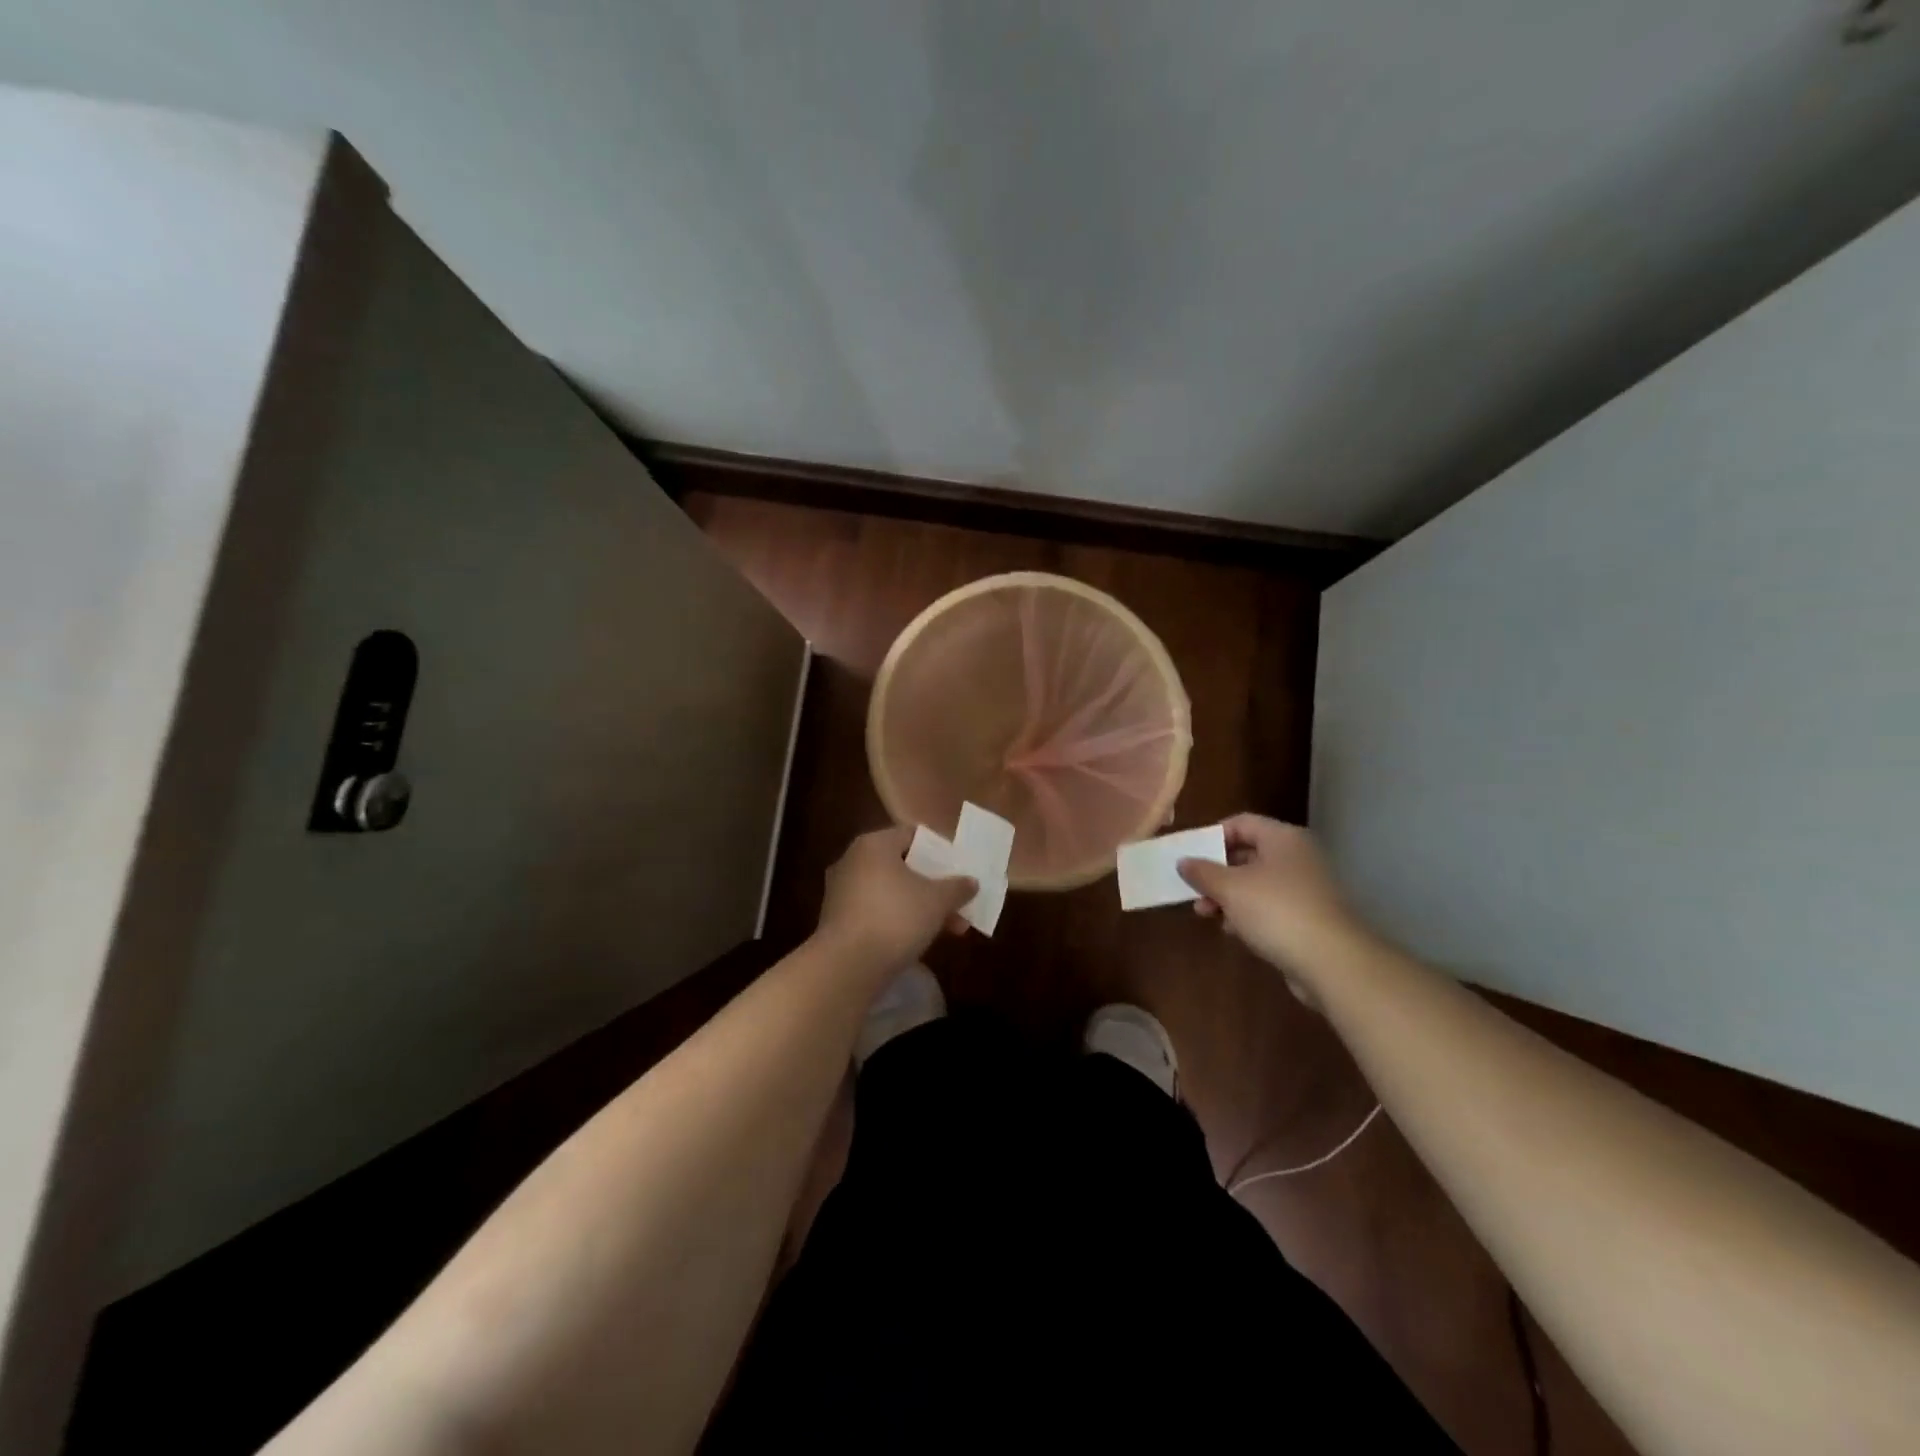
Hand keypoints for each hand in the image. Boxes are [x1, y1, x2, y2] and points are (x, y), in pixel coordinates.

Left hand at [815, 825, 975, 973]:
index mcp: (874, 844)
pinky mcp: (837, 921)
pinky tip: (920, 941)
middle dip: (934, 887)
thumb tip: (971, 882)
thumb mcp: (937, 901)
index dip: (939, 851)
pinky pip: (876, 912)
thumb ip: (957, 888)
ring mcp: (841, 892)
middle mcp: (852, 861)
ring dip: (920, 908)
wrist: (847, 966)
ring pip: (891, 892)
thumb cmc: (895, 918)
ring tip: (949, 929)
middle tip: (959, 904)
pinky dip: (898, 921)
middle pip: (902, 867)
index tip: (959, 869)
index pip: (912, 836)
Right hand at [1177, 815, 1362, 996]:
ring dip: (1227, 895)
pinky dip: (1247, 913)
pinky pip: (1269, 906)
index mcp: (1282, 838)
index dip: (1212, 836)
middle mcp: (1297, 857)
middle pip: (1247, 853)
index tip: (1189, 855)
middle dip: (1215, 871)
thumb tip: (1183, 861)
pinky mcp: (1308, 916)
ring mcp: (1305, 888)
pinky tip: (1231, 929)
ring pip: (1256, 882)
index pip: (1241, 823)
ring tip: (1205, 913)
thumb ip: (1202, 872)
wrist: (1332, 962)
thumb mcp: (1230, 888)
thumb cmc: (1276, 911)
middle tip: (1192, 887)